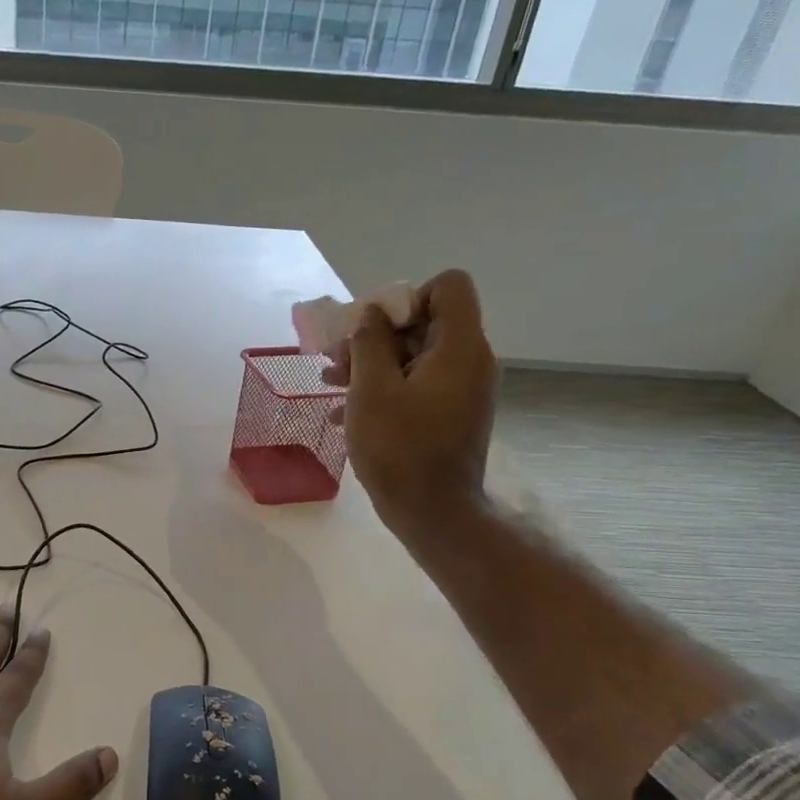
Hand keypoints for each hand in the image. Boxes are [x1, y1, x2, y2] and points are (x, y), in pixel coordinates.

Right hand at [324, 269, 498, 538]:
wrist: (433, 512)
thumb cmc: (400, 447)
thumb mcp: (372, 390)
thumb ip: (369, 342)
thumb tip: (371, 315)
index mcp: (459, 347)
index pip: (449, 286)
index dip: (408, 297)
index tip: (374, 329)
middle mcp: (469, 361)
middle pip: (425, 322)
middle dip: (376, 336)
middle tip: (337, 359)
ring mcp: (462, 390)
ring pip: (415, 357)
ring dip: (371, 364)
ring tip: (330, 382)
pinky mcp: (450, 415)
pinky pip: (417, 385)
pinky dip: (384, 390)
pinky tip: (344, 413)